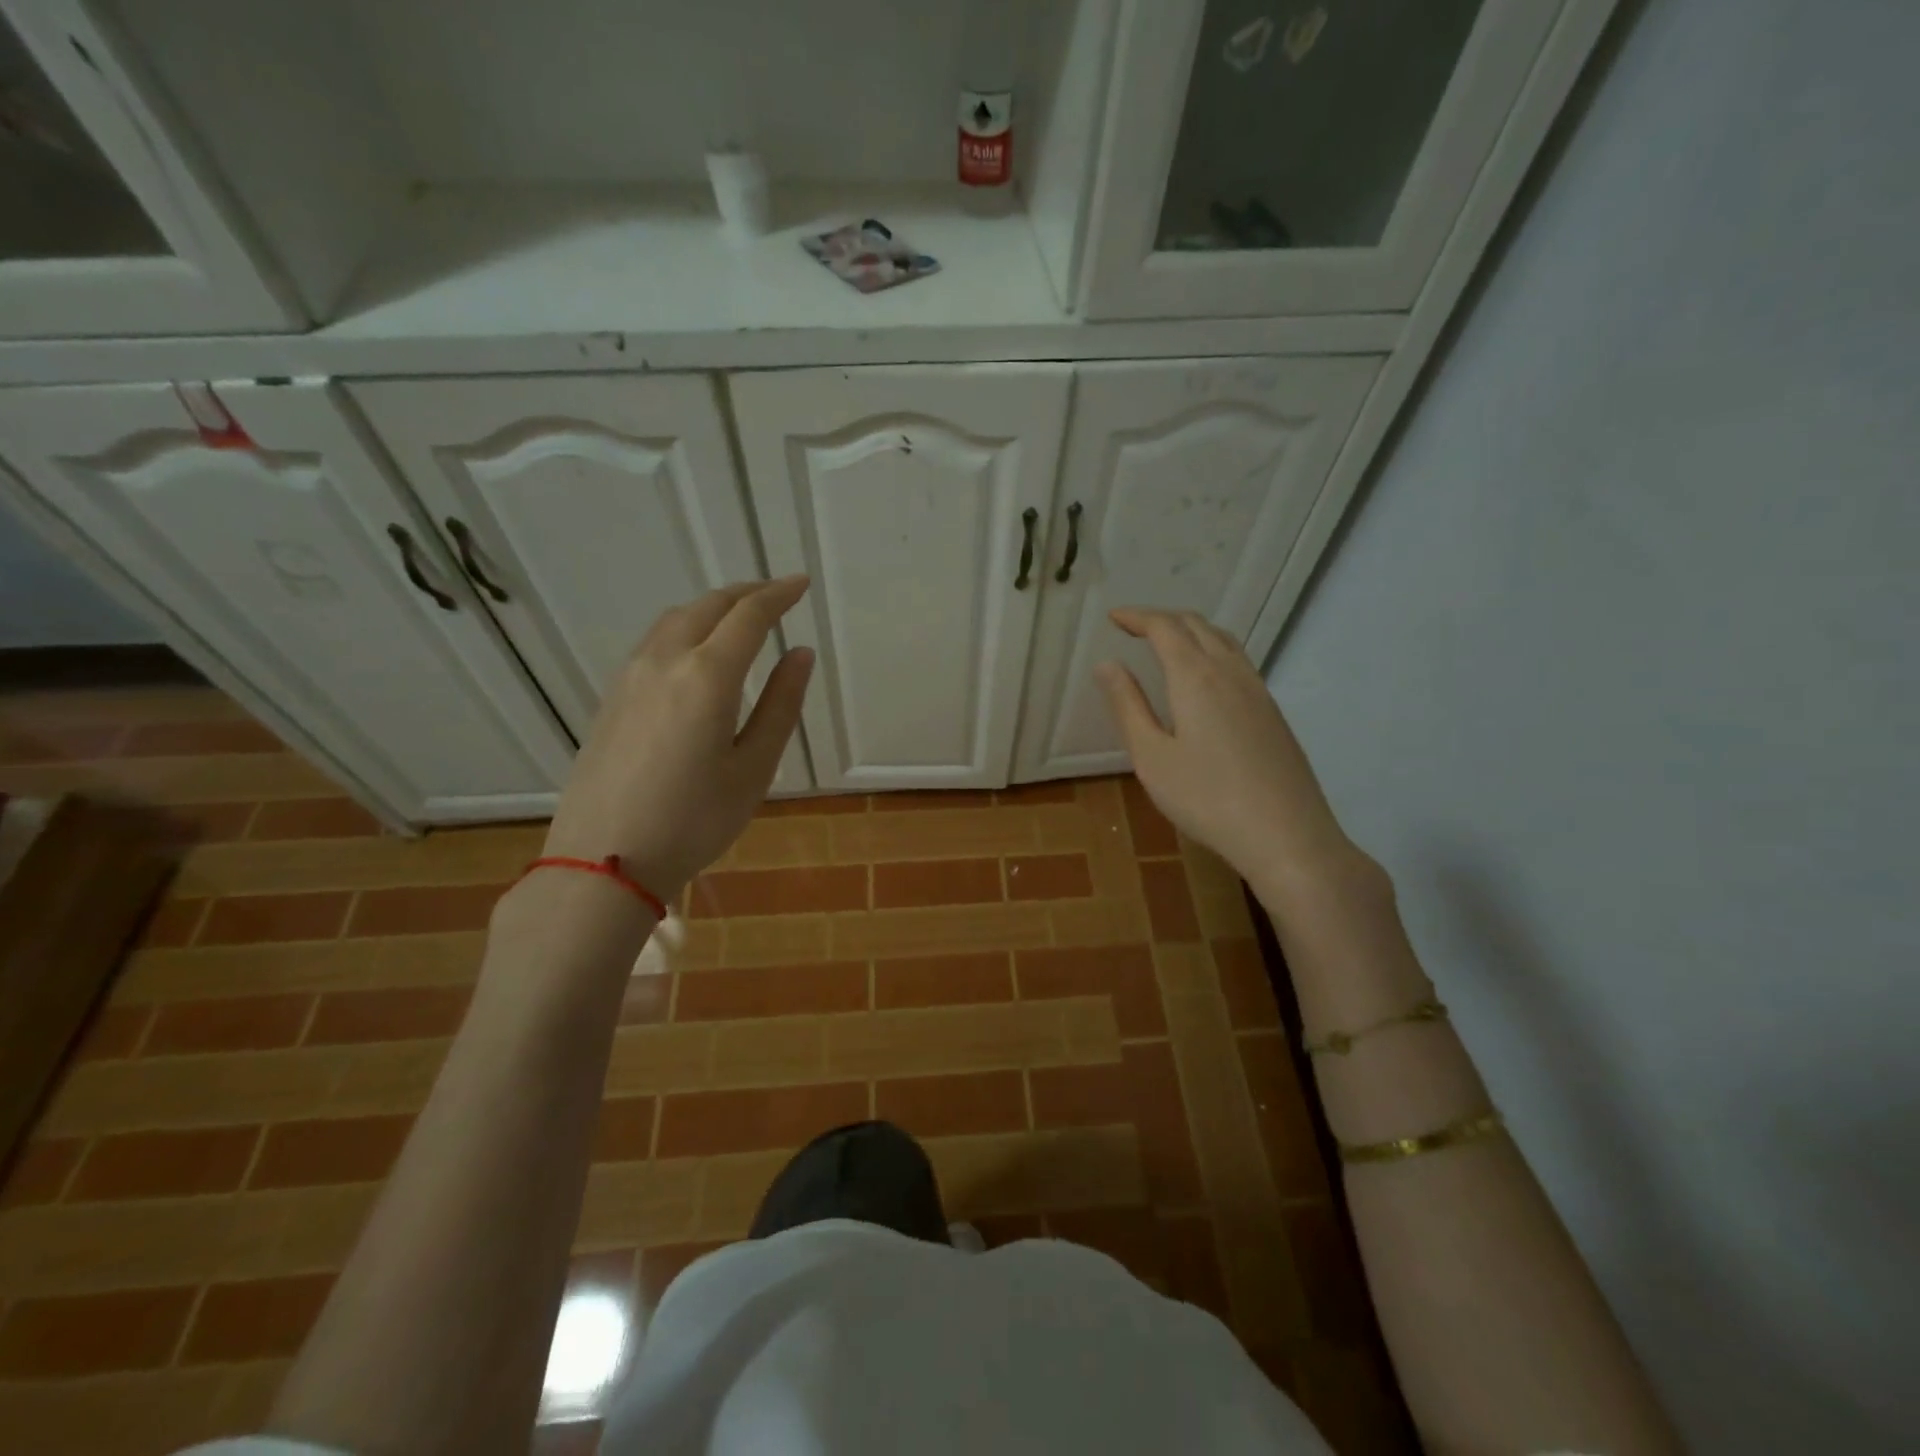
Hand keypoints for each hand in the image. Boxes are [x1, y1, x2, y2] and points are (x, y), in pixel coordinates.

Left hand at [542, 577, 813, 902]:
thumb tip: (801, 655)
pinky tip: (697, 650)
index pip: (749, 616)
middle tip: (778, 594)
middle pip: (709, 606)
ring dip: (714, 607)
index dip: (779, 595)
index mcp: (707, 677)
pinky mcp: (612, 696)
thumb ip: (780, 705)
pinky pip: (655, 641)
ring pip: (676, 618)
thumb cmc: (694, 821)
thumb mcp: (753, 768)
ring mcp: (631, 676)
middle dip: (747, 593)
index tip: (802, 584)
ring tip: (741, 616)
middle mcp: (664, 661)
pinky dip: (686, 627)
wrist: (603, 860)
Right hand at [1095, 607, 1352, 885]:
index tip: (1113, 617)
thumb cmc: (1206, 798)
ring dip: (1191, 631)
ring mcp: (1258, 691)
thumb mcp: (1152, 757)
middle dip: (1163, 619)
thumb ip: (1128, 707)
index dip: (1137, 617)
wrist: (1286, 835)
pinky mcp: (1273, 712)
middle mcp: (1230, 673)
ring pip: (1223, 641)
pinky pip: (1239, 662)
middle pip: (1197, 626)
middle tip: (1134, 627)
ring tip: (1167, 643)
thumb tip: (1107, 665)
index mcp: (1195, 677)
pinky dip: (1213, 650)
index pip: (1164, 628)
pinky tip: (1205, 678)